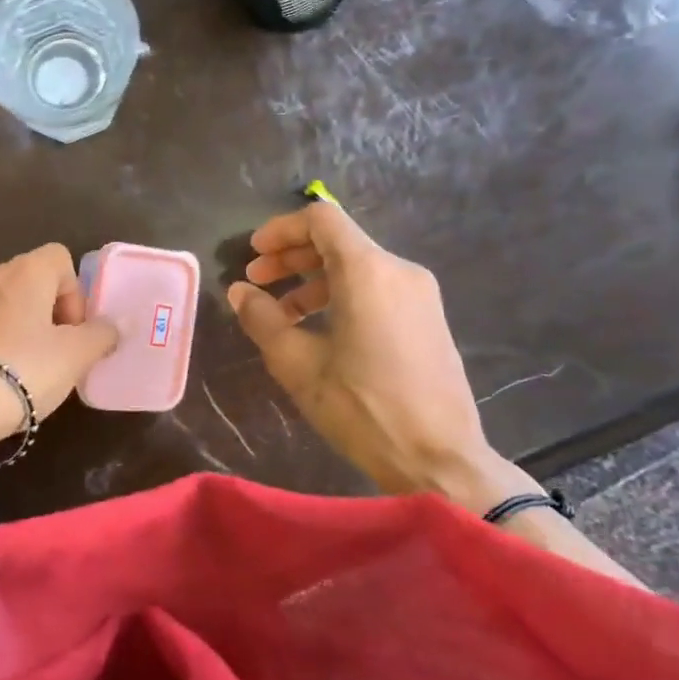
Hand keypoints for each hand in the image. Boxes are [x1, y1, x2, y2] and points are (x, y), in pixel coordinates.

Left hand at [0, 243, 117, 452]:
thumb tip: (110, 326)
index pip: (59, 258)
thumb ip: (100, 336)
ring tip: (15, 373)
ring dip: (11, 329)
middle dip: (43, 314)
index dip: (73, 293)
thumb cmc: (21, 371)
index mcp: (23, 272)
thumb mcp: (75, 357)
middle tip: (50, 355)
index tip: (72, 331)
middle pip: (26, 282)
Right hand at [227, 204, 541, 512]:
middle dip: (292, 257)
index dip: (281, 230)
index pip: (321, 220)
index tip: (253, 254)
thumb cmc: (362, 409)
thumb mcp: (298, 365)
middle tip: (257, 281)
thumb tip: (239, 291)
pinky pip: (378, 288)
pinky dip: (342, 295)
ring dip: (314, 280)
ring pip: (357, 266)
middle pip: (338, 241)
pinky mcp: (428, 318)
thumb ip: (263, 319)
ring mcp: (420, 294)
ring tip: (282, 313)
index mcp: (368, 271)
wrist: (439, 459)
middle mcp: (399, 270)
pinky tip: (319, 329)